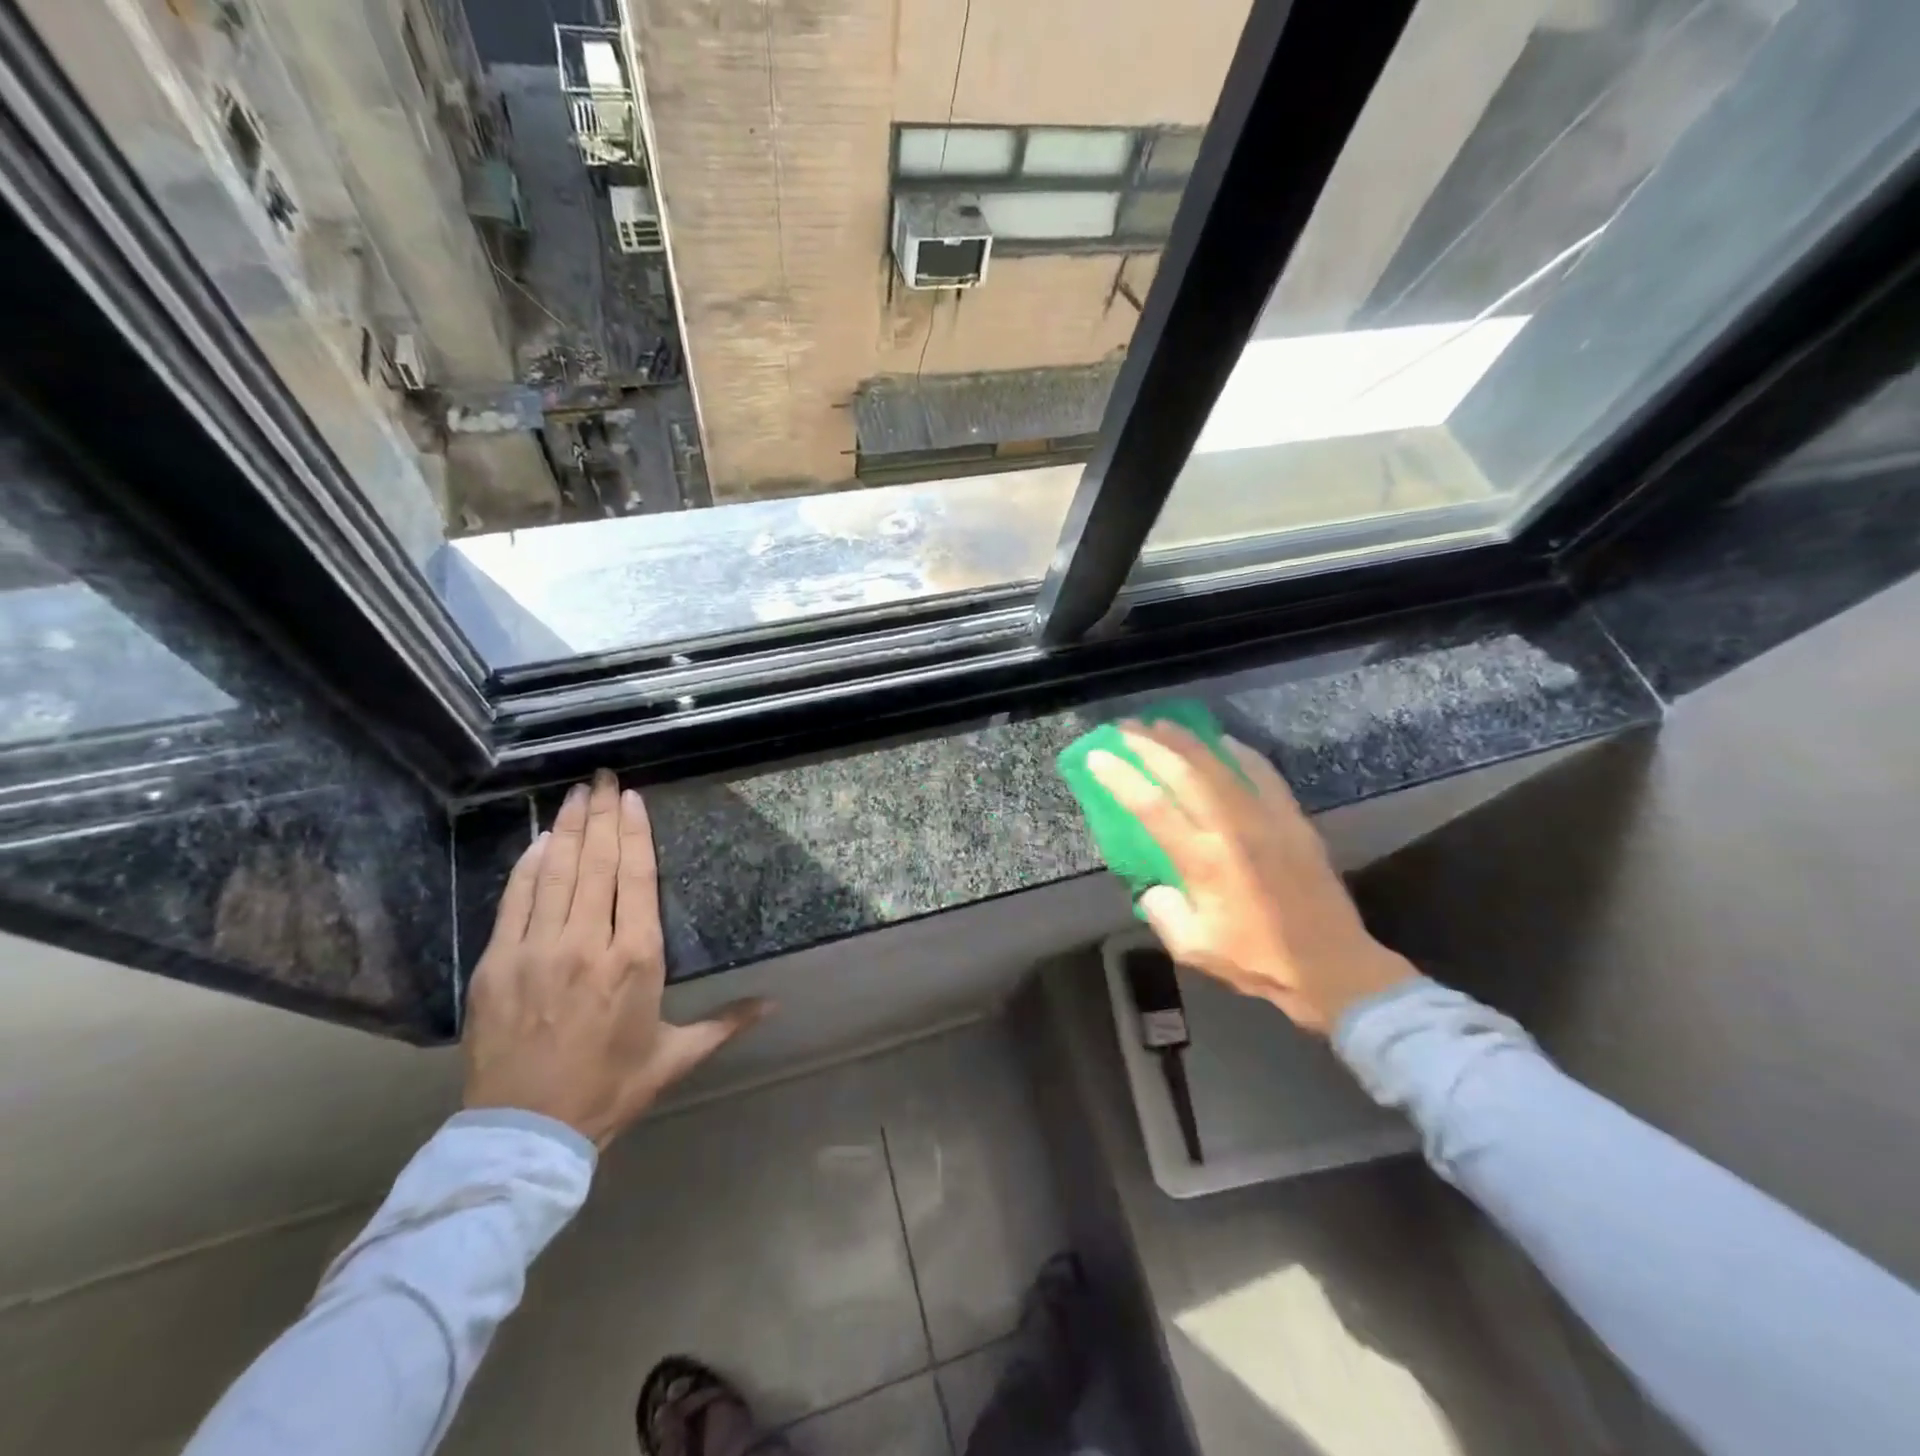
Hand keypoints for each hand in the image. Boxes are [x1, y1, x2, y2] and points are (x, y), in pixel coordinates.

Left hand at [463, 771, 768, 1146]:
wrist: (528, 1132)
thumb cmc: (612, 1087)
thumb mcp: (677, 1055)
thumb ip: (728, 1021)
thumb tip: (777, 1003)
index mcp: (637, 960)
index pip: (637, 878)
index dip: (634, 833)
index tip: (632, 798)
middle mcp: (589, 943)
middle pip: (596, 863)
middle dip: (601, 815)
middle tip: (603, 778)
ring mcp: (538, 950)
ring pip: (555, 873)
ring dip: (565, 828)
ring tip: (574, 795)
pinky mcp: (498, 964)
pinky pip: (515, 901)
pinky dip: (527, 866)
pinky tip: (538, 841)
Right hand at [1089, 723, 1414, 1034]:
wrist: (1333, 967)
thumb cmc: (1258, 960)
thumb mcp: (1193, 948)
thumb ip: (1163, 912)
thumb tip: (1153, 885)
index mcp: (1203, 861)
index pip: (1151, 807)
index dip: (1120, 777)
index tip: (1098, 757)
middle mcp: (1232, 829)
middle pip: (1184, 772)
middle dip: (1150, 745)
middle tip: (1125, 728)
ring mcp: (1266, 818)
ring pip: (1220, 765)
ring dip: (1187, 740)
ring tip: (1161, 724)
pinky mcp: (1293, 819)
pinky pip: (1262, 773)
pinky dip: (1238, 752)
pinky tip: (1222, 741)